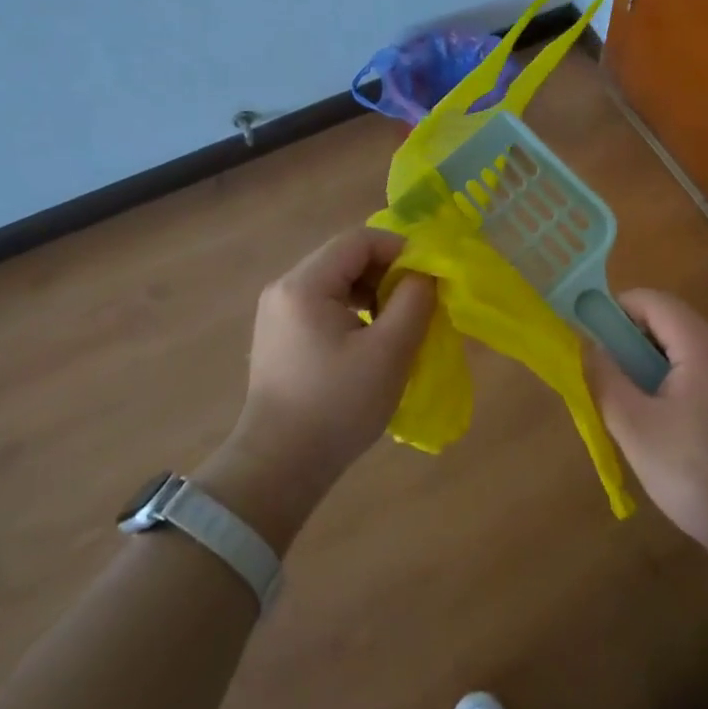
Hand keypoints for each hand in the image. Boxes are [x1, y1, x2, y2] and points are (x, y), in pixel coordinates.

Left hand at [194, 229, 434, 549]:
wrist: (278, 468)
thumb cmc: (337, 405)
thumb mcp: (389, 351)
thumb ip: (414, 301)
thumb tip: (425, 273)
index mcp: (305, 284)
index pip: (360, 240)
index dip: (401, 249)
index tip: (429, 278)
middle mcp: (285, 288)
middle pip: (346, 258)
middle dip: (388, 273)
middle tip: (418, 303)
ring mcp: (278, 313)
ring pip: (337, 282)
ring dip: (374, 293)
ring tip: (399, 324)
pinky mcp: (280, 337)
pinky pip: (324, 306)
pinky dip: (354, 312)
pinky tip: (371, 342)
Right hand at [586, 290, 707, 552]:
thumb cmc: (697, 477)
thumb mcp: (636, 429)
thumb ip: (606, 379)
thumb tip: (589, 345)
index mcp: (706, 347)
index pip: (654, 301)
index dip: (617, 310)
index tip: (593, 339)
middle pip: (674, 323)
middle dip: (636, 343)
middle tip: (612, 381)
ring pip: (693, 349)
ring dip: (659, 366)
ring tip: (640, 410)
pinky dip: (685, 383)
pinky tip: (676, 428)